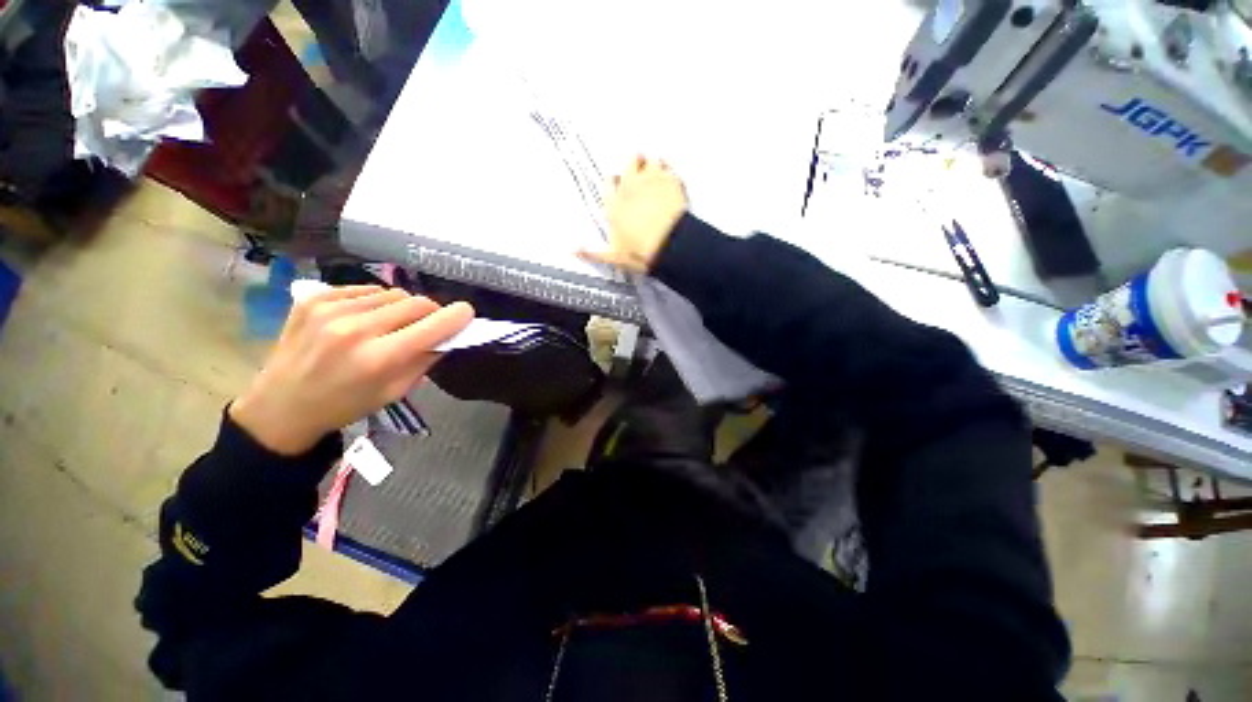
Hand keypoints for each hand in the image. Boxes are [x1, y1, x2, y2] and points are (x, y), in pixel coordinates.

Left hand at [229, 286, 473, 454]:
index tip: (467, 314)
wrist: (281, 406)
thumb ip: (426, 359)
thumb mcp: (396, 391)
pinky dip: (375, 301)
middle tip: (428, 324)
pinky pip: (364, 289)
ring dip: (402, 307)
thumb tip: (449, 335)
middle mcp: (356, 328)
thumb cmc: (346, 405)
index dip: (458, 316)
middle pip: (416, 302)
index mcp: (380, 358)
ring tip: (391, 324)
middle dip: (431, 312)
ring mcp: (331, 309)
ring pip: (392, 293)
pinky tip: (366, 318)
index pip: (434, 324)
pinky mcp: (313, 298)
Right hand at [579, 155, 687, 272]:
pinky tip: (672, 178)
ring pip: (650, 159)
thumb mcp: (615, 257)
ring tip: (657, 171)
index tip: (619, 184)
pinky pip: (669, 167)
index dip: (615, 183)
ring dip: (653, 164)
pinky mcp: (670, 180)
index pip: (609, 183)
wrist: (668, 246)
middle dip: (635, 165)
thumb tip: (573, 251)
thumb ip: (593, 253)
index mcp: (615, 204)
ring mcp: (650, 180)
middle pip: (630, 163)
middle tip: (640, 171)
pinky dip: (670, 171)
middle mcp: (630, 187)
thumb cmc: (640, 252)